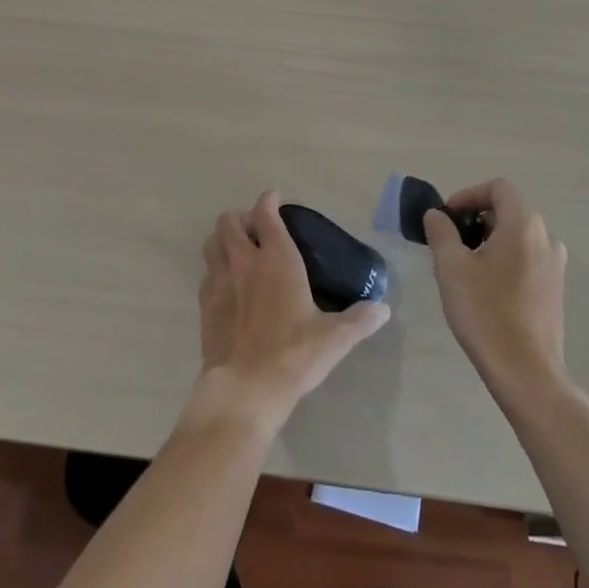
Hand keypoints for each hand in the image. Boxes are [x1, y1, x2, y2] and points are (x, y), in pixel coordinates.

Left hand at [194, 191, 390, 426]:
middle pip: (229, 222)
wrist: (246, 388)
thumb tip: (383, 309)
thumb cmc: (293, 355)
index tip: (275, 198)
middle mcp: (244, 261)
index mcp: (277, 259)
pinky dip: (215, 270)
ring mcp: (220, 282)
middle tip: (255, 229)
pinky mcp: (205, 306)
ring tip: (238, 250)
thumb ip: (359, 320)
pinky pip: (206, 274)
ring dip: (223, 239)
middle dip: (240, 217)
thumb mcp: (334, 338)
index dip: (269, 200)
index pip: (266, 213)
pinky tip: (228, 286)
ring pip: (212, 243)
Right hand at [425, 179, 568, 393]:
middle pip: (508, 210)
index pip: (498, 187)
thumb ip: (441, 231)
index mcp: (524, 225)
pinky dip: (505, 260)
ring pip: (517, 236)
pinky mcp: (555, 290)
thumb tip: (437, 215)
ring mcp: (555, 266)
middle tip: (451, 244)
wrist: (527, 374)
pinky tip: (486, 289)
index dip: (469, 195)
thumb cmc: (486, 313)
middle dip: (476, 219)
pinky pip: (527, 258)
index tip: (448, 218)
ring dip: (489, 241)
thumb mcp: (451, 267)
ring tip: (465, 268)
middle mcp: (546, 238)